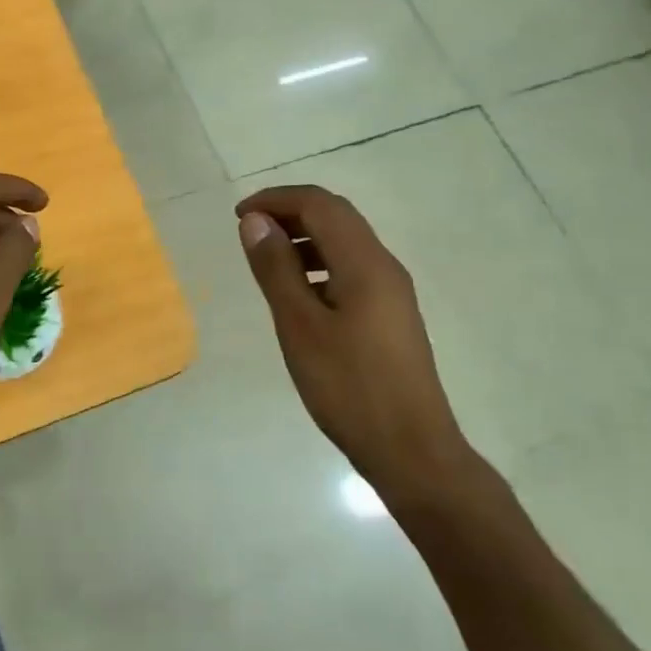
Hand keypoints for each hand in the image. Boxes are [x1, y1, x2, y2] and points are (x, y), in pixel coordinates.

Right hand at [236, 185, 473, 500]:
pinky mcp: (390, 315)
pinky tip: (298, 293)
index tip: (238, 217)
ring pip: (345, 242)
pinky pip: (351, 268)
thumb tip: (255, 220)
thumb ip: (276, 269)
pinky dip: (319, 263)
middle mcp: (384, 266)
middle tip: (248, 231)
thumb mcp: (299, 326)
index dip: (276, 199)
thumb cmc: (348, 387)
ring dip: (304, 237)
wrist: (412, 451)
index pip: (319, 204)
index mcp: (365, 263)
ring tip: (267, 259)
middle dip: (290, 212)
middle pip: (336, 216)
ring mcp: (392, 291)